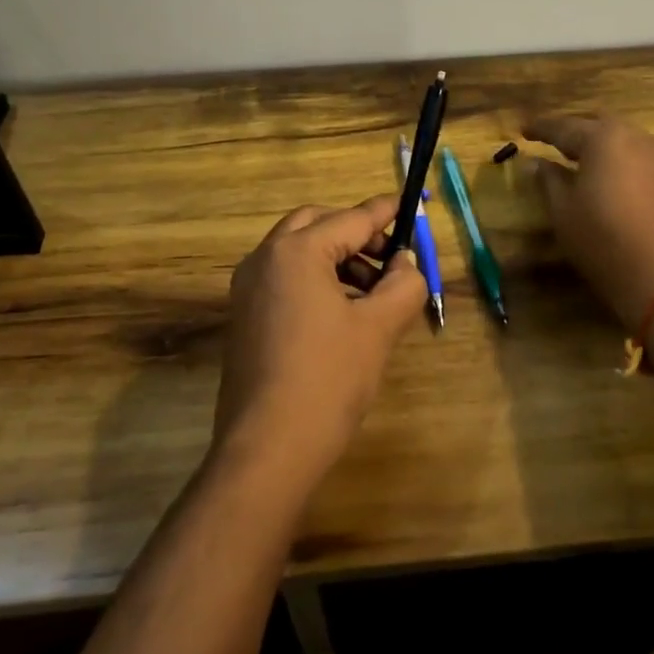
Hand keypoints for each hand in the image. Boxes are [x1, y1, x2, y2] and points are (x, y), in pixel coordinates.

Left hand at [213, 194, 427, 494]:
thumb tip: (406, 264)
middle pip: (316, 224)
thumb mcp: (378, 328)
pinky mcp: (244, 315)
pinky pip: (284, 277)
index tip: (410, 205)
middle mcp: (265, 258)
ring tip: (373, 292)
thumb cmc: (328, 380)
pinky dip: (315, 278)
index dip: (384, 213)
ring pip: (298, 250)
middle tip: (390, 257)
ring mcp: (248, 288)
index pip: (351, 219)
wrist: (267, 449)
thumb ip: (403, 285)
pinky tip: (342, 312)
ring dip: (337, 257)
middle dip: (356, 233)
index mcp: (296, 251)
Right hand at [524, 114, 653, 329]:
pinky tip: (608, 176)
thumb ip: (548, 179)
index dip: (541, 128)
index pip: (564, 126)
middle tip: (551, 141)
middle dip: (573, 131)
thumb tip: (537, 162)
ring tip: (578, 159)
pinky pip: (638, 156)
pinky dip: (618, 159)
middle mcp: (635, 137)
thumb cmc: (602, 240)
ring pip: (622, 138)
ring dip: (599, 144)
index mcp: (603, 138)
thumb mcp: (563, 210)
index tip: (522, 130)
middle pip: (597, 124)